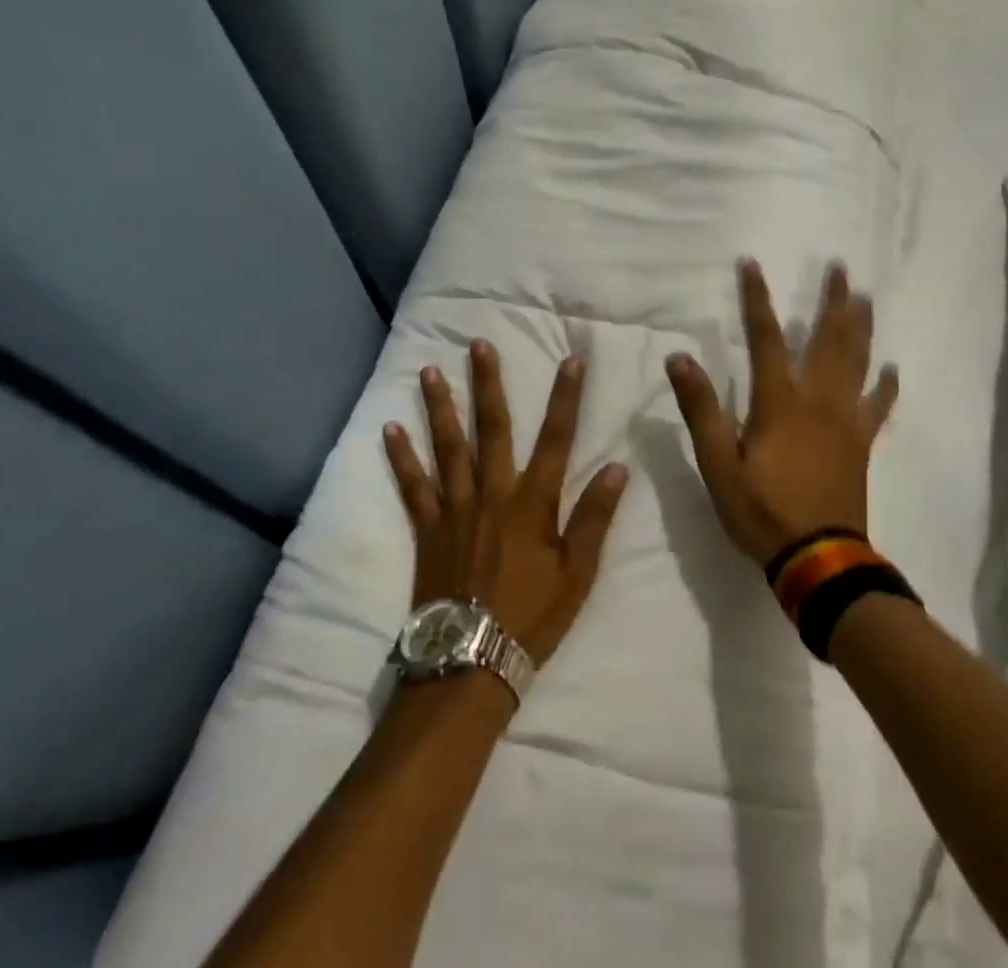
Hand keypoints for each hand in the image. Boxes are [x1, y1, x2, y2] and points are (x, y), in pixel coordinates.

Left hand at [384, 342, 629, 667]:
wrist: (470, 662)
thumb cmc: (531, 616)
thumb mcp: (578, 573)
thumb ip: (595, 517)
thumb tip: (616, 467)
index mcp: (532, 503)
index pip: (556, 439)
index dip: (566, 398)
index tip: (572, 360)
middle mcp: (492, 494)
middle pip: (492, 429)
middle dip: (488, 383)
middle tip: (479, 345)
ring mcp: (455, 509)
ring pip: (447, 447)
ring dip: (441, 406)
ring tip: (431, 370)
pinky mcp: (427, 529)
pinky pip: (412, 486)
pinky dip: (401, 457)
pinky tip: (390, 429)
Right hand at [666, 261, 898, 566]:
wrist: (819, 558)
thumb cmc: (762, 510)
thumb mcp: (719, 463)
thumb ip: (701, 409)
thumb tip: (679, 358)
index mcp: (780, 402)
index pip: (766, 337)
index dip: (757, 299)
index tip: (752, 264)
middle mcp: (818, 400)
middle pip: (828, 340)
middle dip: (833, 301)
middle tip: (841, 268)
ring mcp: (845, 421)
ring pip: (857, 363)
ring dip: (861, 328)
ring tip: (866, 299)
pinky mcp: (861, 444)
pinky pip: (877, 407)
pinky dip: (884, 386)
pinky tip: (891, 370)